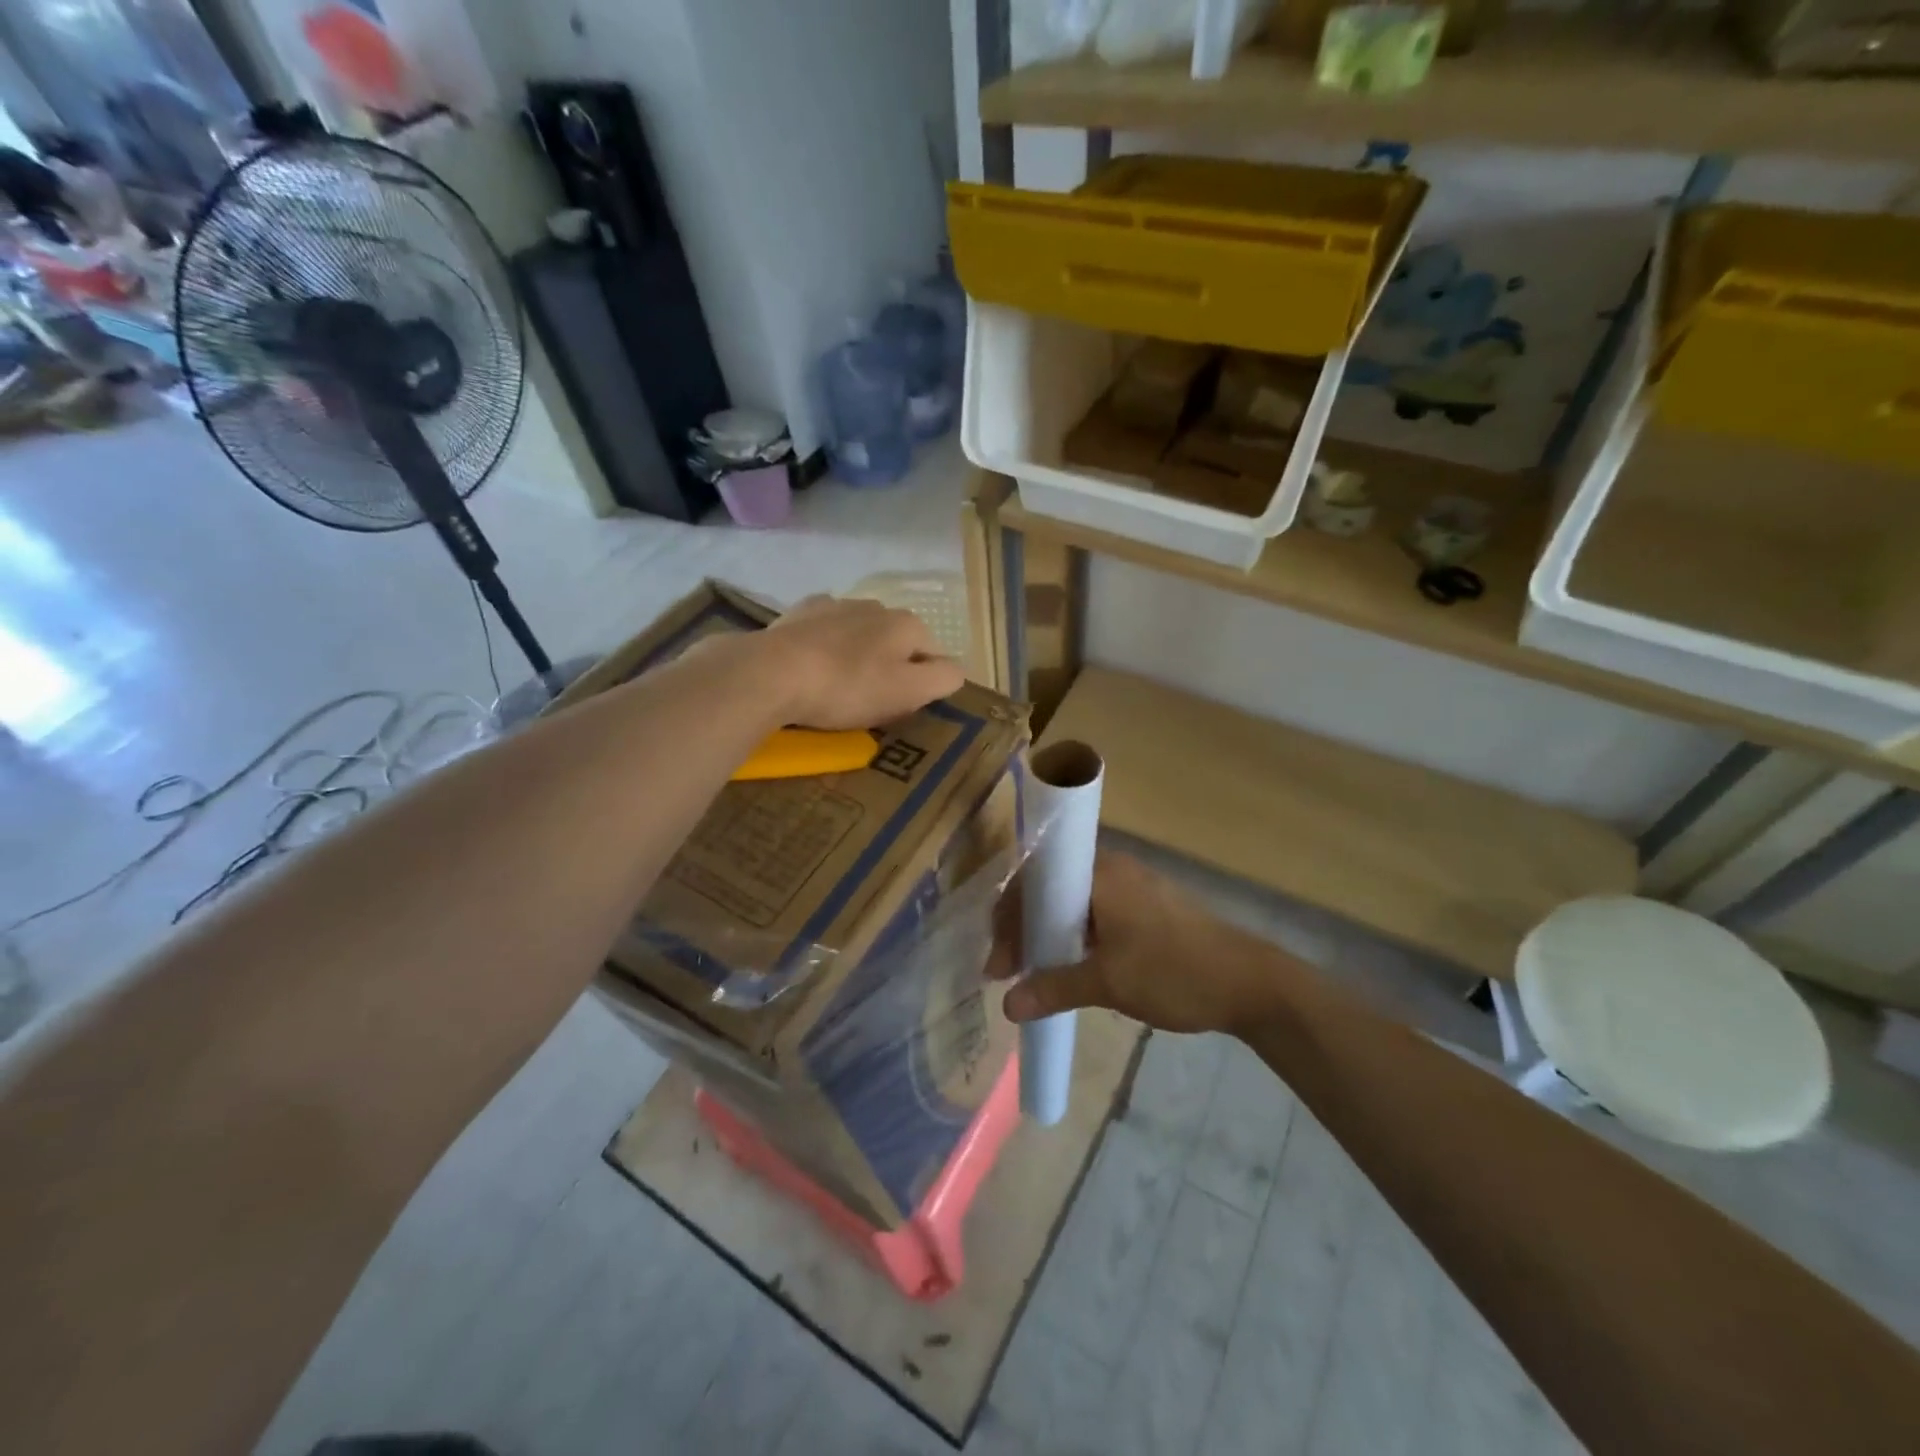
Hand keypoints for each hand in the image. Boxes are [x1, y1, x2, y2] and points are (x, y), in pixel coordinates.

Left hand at [761, 595, 965, 729]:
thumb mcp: (908, 692)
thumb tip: (956, 670)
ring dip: (858, 654)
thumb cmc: (847, 688)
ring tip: (838, 686)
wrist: (773, 673)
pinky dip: (826, 644)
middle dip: (891, 667)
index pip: (934, 655)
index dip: (924, 684)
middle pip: (897, 642)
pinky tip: (813, 665)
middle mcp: (877, 606)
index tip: (902, 709)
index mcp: (907, 624)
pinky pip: (825, 630)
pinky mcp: (800, 612)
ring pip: (861, 633)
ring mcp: (836, 604)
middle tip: (871, 703)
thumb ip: (942, 679)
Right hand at [988, 852, 1295, 1034]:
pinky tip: (1073, 965)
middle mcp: (1112, 868)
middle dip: (1025, 930)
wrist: (1252, 983)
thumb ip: (1053, 989)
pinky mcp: (1149, 905)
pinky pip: (1097, 912)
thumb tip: (1007, 1004)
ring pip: (1074, 903)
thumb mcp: (1109, 983)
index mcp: (1099, 872)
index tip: (999, 965)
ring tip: (1036, 973)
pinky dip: (1077, 936)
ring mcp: (1134, 885)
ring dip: (1050, 935)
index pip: (1033, 882)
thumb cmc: (1174, 971)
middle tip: (1011, 972)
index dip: (1008, 921)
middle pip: (1051, 890)